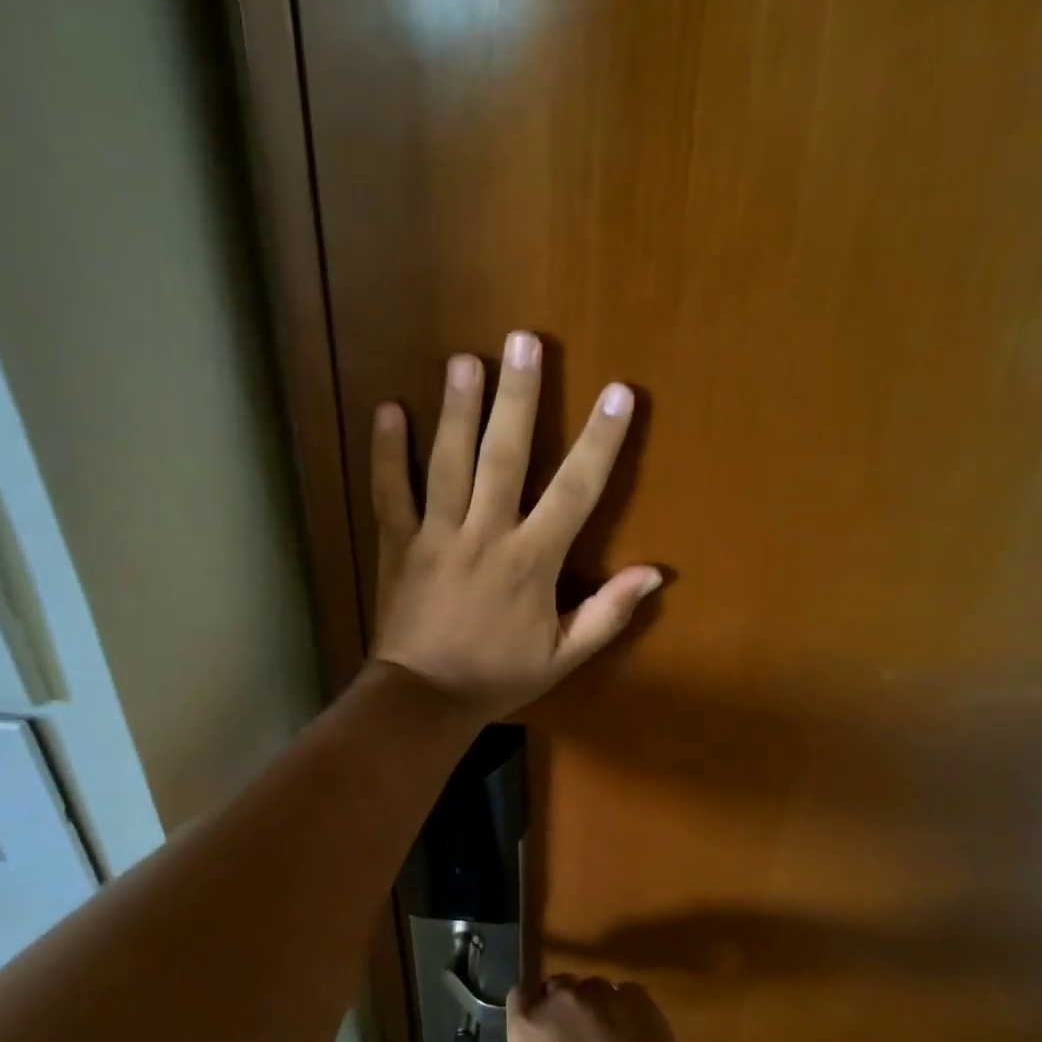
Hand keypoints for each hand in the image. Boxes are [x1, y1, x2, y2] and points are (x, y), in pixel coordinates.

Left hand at [370, 330, 661, 722]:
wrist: (424, 699)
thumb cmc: (498, 677)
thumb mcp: (563, 656)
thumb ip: (608, 614)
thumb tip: (655, 574)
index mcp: (531, 562)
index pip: (574, 491)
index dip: (600, 442)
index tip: (618, 395)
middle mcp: (485, 535)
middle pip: (504, 457)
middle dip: (518, 399)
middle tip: (524, 342)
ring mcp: (436, 536)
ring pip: (447, 464)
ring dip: (457, 410)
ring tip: (465, 360)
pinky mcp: (397, 545)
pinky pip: (389, 493)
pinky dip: (386, 453)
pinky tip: (387, 410)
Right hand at [472, 976, 718, 1041]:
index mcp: (528, 1029)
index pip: (517, 998)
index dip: (525, 1014)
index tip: (533, 1036)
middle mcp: (562, 1001)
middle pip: (553, 988)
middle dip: (557, 1008)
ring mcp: (604, 996)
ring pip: (589, 988)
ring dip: (589, 1006)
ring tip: (602, 1039)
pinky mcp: (640, 1001)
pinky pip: (622, 994)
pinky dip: (622, 1010)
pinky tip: (631, 1040)